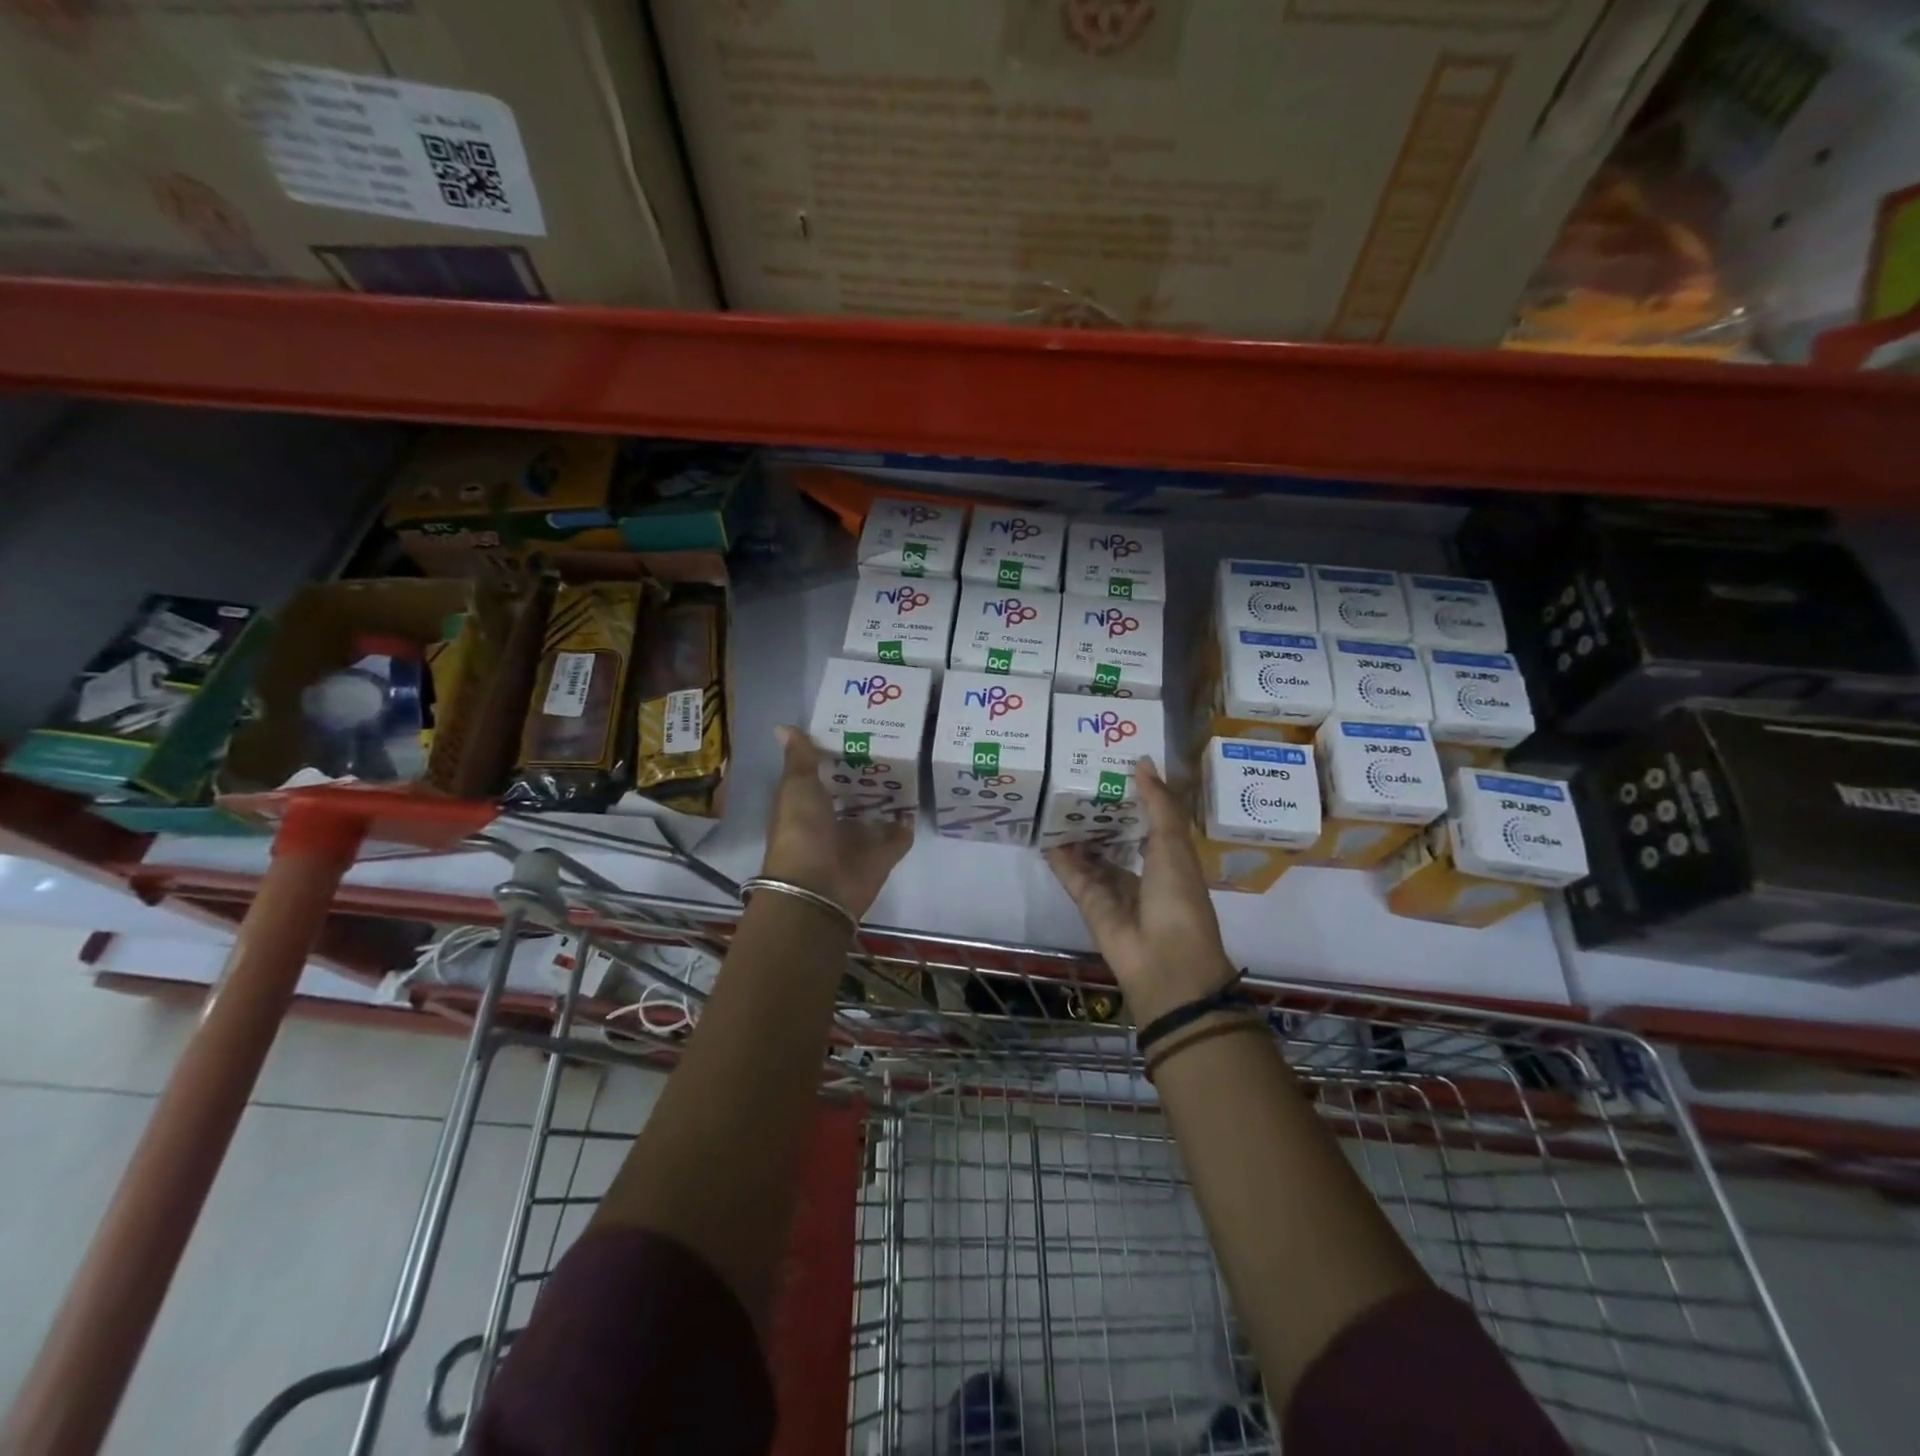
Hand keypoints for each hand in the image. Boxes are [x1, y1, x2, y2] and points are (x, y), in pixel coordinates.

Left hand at [760, 725, 911, 918]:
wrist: (819, 889)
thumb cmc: (801, 832)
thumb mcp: (797, 788)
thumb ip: (800, 759)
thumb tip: (783, 725)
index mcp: (807, 806)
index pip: (822, 777)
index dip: (835, 756)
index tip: (855, 731)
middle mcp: (832, 822)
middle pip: (853, 795)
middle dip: (867, 776)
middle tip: (891, 744)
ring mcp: (859, 840)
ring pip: (876, 815)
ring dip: (889, 799)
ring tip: (909, 767)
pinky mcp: (883, 856)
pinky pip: (899, 836)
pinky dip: (907, 823)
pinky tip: (916, 802)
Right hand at [1045, 757, 1235, 1025]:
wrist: (1164, 961)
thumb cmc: (1178, 897)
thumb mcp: (1173, 844)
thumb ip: (1158, 803)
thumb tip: (1143, 761)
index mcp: (1170, 857)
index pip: (1149, 819)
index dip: (1134, 795)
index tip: (1113, 766)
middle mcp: (1141, 871)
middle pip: (1116, 836)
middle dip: (1100, 812)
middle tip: (1076, 777)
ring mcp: (1113, 888)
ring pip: (1091, 854)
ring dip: (1076, 832)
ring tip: (1055, 797)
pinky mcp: (1089, 903)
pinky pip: (1071, 874)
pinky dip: (1059, 857)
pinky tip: (1043, 831)